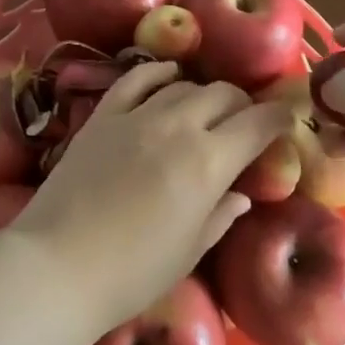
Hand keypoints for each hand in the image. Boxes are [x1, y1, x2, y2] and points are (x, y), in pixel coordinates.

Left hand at [11, 61, 290, 327]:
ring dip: (204, 94)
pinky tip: (168, 76)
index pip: (258, 123)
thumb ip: (220, 215)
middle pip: (223, 94)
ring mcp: (137, 115)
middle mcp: (178, 126)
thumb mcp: (190, 250)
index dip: (278, 117)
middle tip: (245, 123)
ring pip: (184, 85)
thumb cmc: (133, 272)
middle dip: (243, 104)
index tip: (286, 120)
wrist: (59, 263)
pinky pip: (136, 78)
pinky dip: (158, 72)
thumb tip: (241, 194)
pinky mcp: (103, 115)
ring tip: (206, 110)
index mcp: (209, 162)